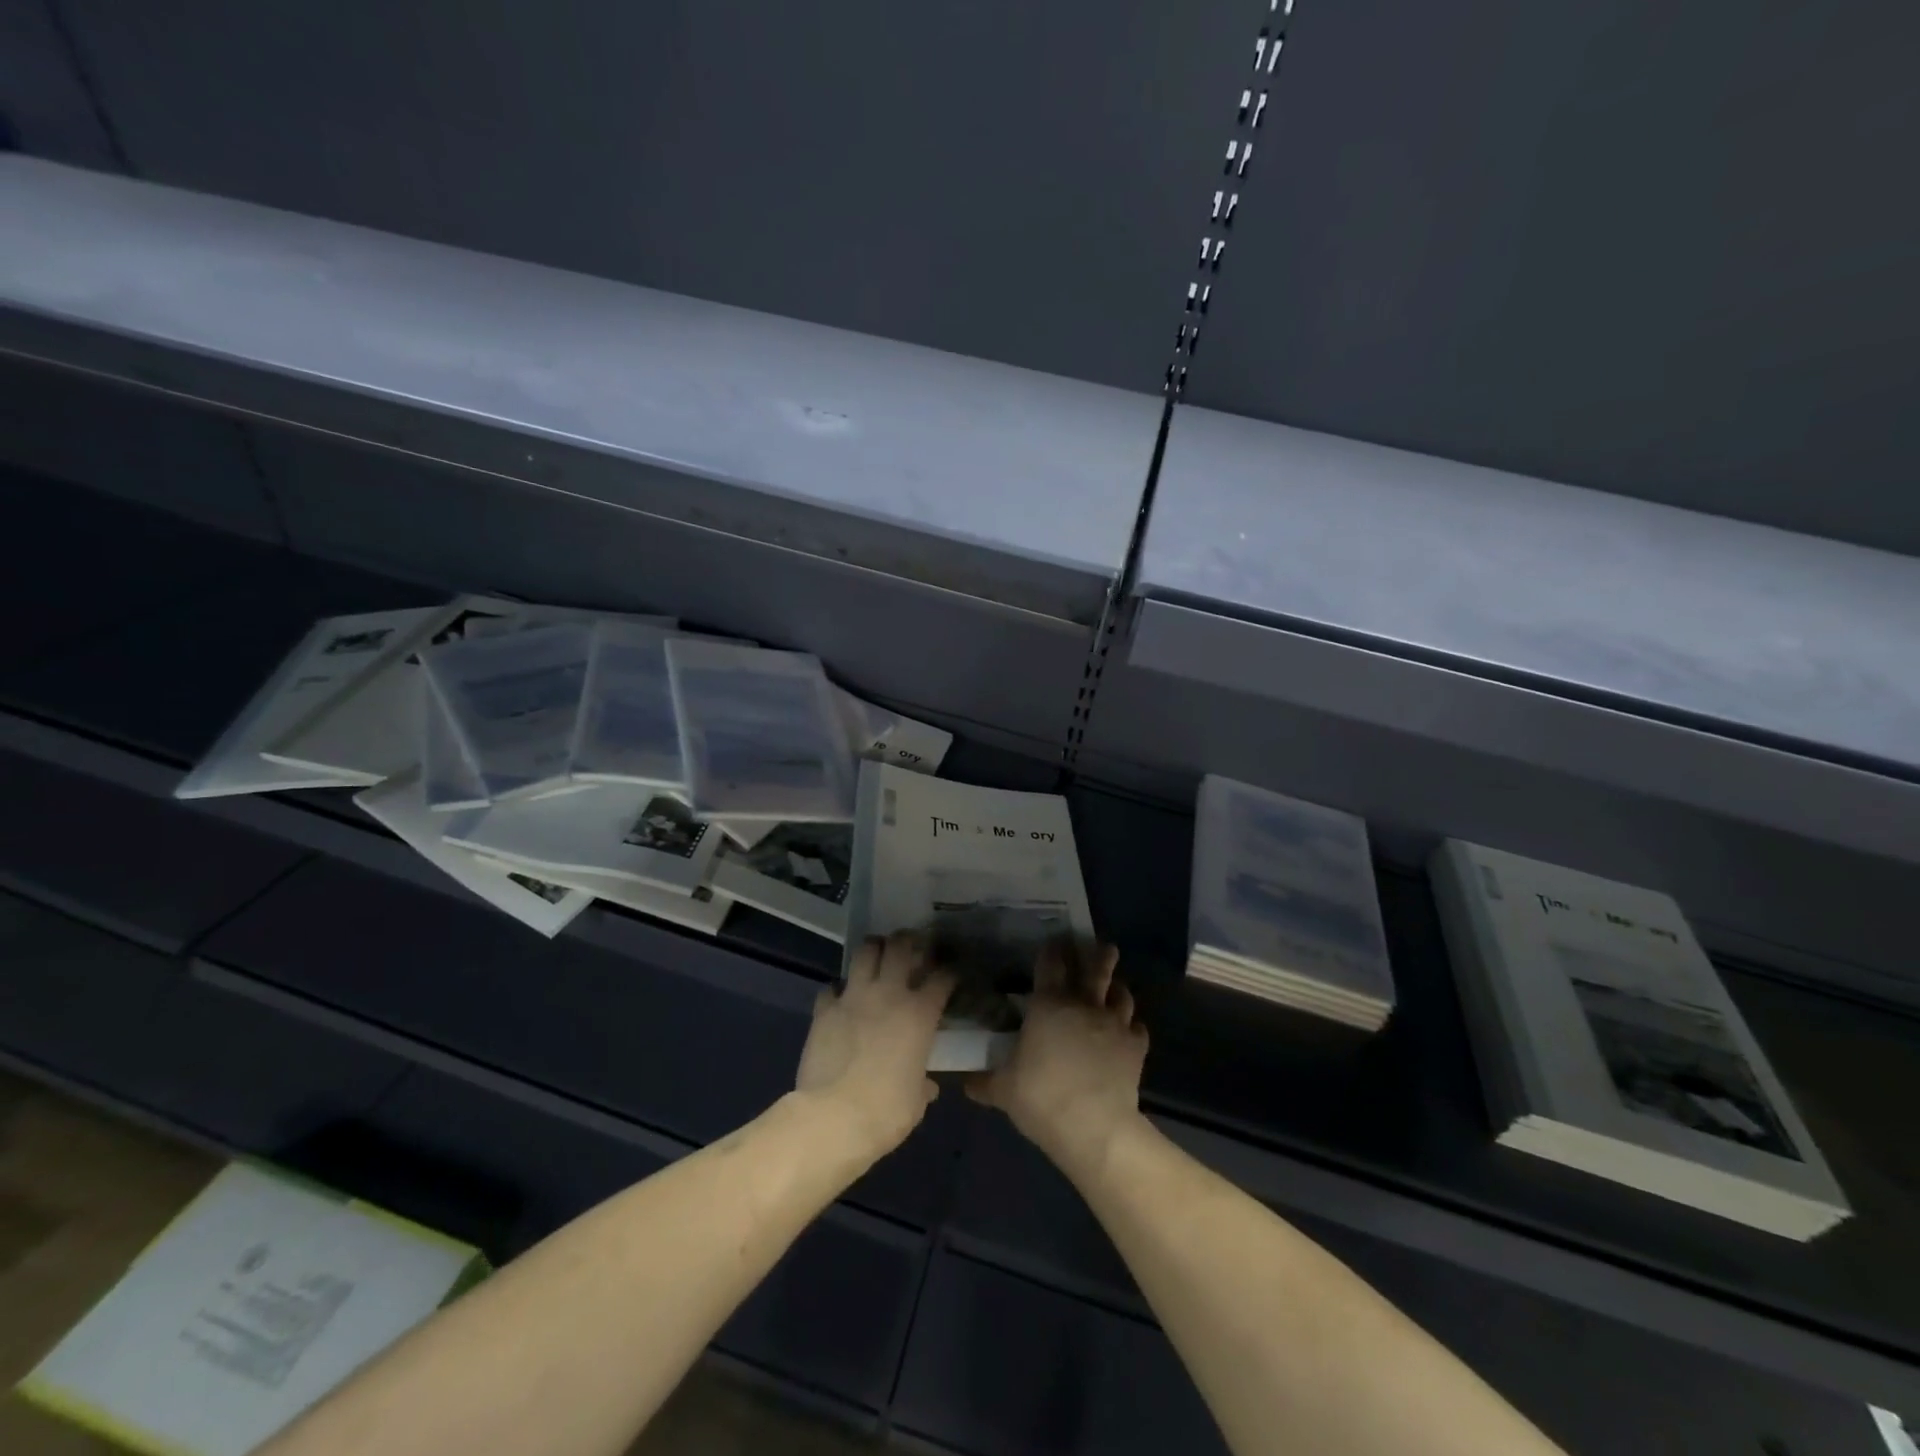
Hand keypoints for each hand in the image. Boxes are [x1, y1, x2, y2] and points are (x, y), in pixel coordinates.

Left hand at [794, 932, 953, 1163]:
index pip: (942, 978)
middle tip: (909, 947)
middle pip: (900, 946)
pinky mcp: (824, 1009)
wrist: (834, 1117)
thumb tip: (926, 1084)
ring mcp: (854, 997)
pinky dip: (837, 990)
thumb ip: (923, 1084)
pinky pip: (831, 987)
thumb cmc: (887, 1111)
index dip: (949, 972)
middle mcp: (889, 994)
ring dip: (872, 950)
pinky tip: (840, 1000)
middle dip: (907, 941)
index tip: (950, 975)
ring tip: (875, 957)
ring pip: (864, 952)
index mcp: (920, 1014)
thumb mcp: (916, 1100)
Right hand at [967, 941, 1147, 1180]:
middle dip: (1099, 955)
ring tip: (1116, 987)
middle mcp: (1083, 1005)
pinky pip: (1137, 1028)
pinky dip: (1132, 1026)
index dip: (1052, 950)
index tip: (1054, 942)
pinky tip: (1129, 1031)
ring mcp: (1114, 1024)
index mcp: (1048, 1005)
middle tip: (1103, 946)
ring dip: (1117, 988)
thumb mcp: (1003, 1090)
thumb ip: (984, 1081)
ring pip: (1121, 995)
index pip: (1050, 964)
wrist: (1095, 1127)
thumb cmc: (1042, 1098)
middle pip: (1095, 969)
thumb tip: (965, 1081)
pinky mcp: (1136, 1048)